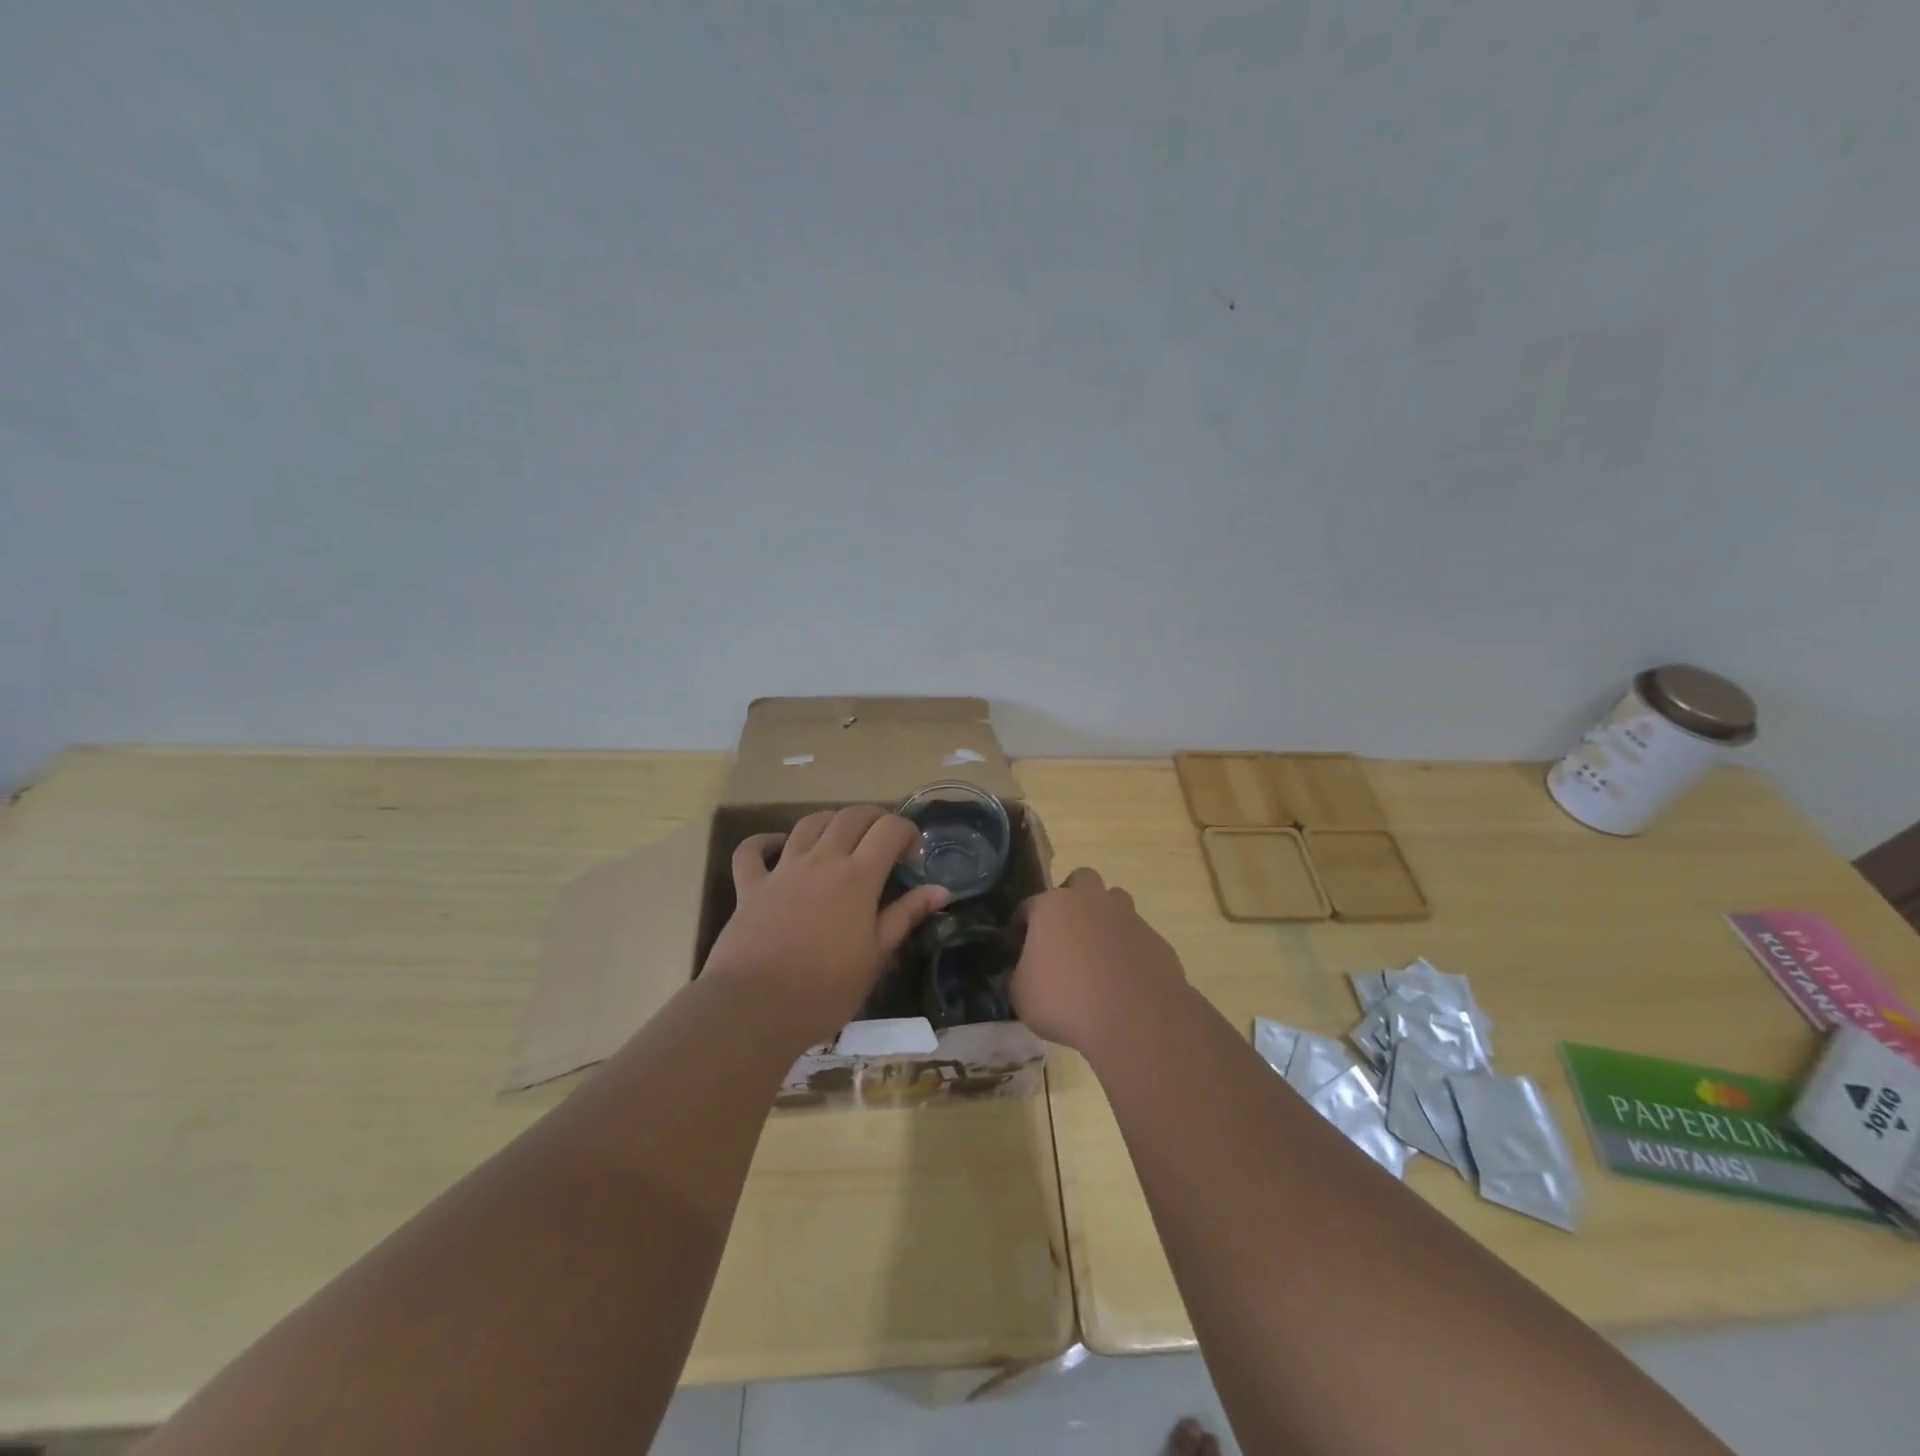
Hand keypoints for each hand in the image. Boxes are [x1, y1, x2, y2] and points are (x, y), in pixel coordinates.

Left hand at [703, 806, 948, 1045]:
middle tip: (883, 843)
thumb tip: (940, 890)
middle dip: (874, 819)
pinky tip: (777, 845)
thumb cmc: (825, 989)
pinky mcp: (750, 886)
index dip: (906, 832)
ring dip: (831, 821)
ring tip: (842, 839)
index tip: (912, 858)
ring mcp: (782, 870)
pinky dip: (764, 841)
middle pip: (851, 816)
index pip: (889, 829)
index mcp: (857, 876)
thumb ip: (906, 916)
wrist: (754, 1008)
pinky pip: (751, 851)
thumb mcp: (876, 957)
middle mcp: (821, 860)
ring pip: (808, 823)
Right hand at [1009, 867, 1188, 1051]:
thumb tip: (1010, 974)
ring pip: (1114, 902)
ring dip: (1104, 918)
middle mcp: (1090, 901)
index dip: (1021, 926)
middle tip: (1065, 932)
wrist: (1136, 1019)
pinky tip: (1122, 977)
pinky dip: (1127, 948)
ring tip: (1096, 952)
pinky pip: (1136, 936)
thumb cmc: (1066, 1001)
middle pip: (1081, 880)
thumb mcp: (1022, 997)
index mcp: (1052, 906)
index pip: (1028, 906)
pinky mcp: (1155, 939)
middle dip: (1072, 898)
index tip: (1018, 946)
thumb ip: (1013, 979)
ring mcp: (1128, 917)